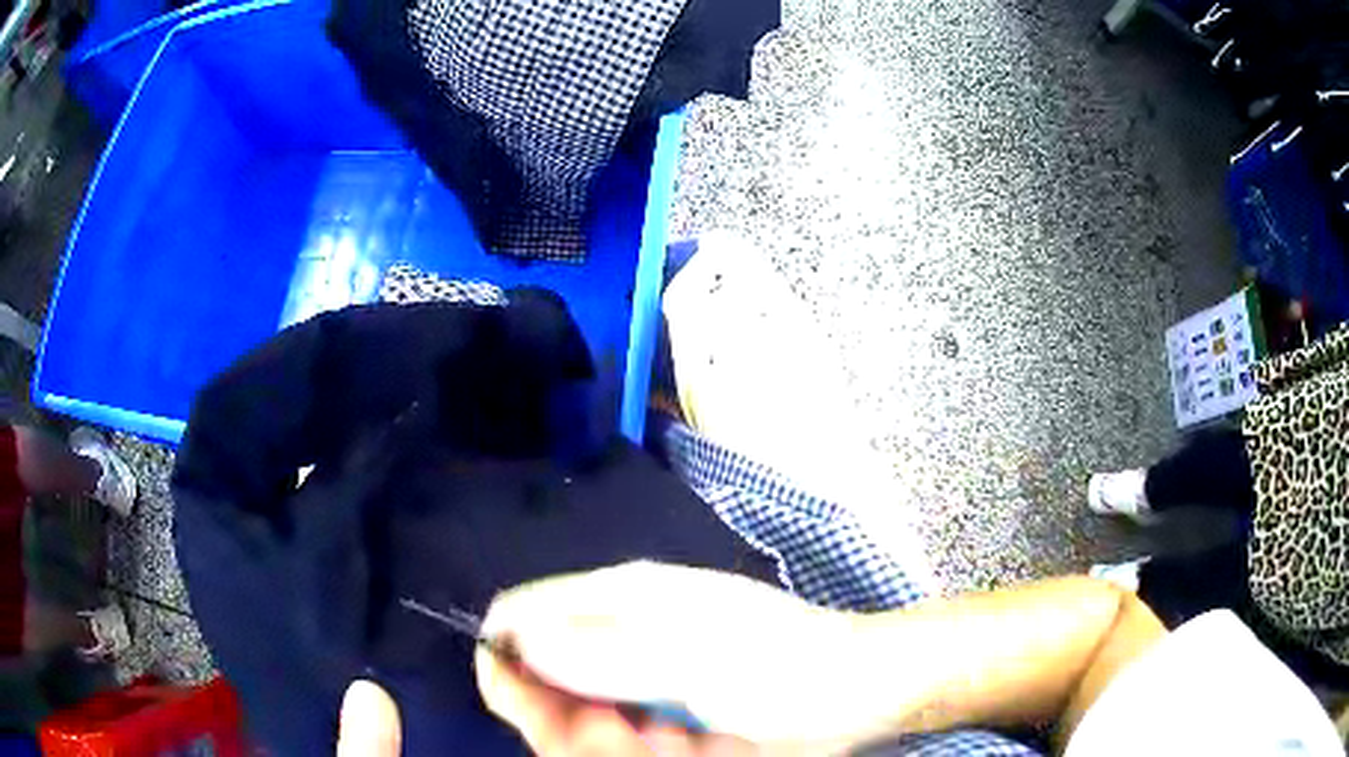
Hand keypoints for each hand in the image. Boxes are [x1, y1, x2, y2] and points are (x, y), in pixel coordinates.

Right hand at [473, 562, 894, 754]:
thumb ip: (600, 651)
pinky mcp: (673, 696)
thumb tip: (512, 633)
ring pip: (585, 709)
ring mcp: (651, 663)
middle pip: (548, 672)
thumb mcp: (692, 665)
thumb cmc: (785, 672)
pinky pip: (627, 727)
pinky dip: (642, 746)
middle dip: (568, 720)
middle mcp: (626, 625)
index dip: (507, 663)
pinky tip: (688, 749)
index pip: (523, 615)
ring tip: (677, 747)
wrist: (864, 686)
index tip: (527, 714)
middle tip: (624, 742)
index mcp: (623, 597)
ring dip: (612, 741)